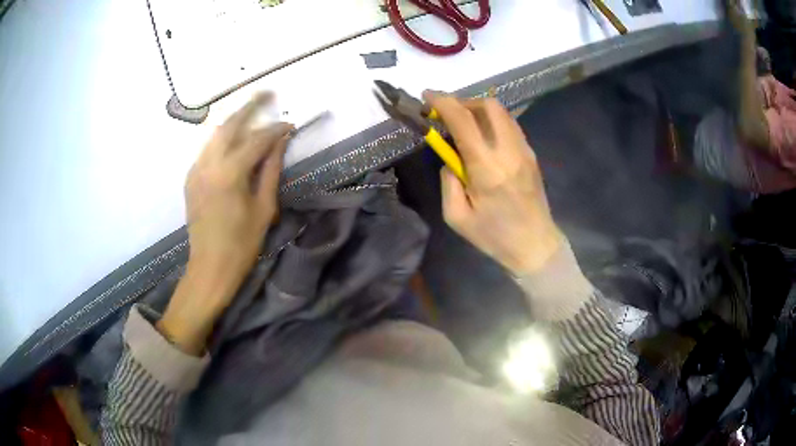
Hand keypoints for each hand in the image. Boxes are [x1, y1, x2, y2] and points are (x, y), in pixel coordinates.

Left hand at [158, 93, 292, 354]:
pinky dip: (223, 139)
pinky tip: (234, 142)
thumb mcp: (264, 208)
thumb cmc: (242, 244)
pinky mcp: (190, 177)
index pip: (256, 140)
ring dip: (234, 121)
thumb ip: (271, 170)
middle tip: (267, 92)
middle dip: (249, 106)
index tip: (290, 125)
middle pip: (229, 124)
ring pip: (215, 134)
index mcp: (229, 174)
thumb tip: (280, 143)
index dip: (276, 130)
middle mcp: (208, 164)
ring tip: (252, 112)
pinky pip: (207, 149)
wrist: (209, 267)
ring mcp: (195, 169)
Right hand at [425, 92, 562, 274]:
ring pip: (502, 112)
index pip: (463, 120)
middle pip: (488, 105)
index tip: (428, 96)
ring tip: (464, 124)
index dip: (442, 102)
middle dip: (463, 101)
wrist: (535, 245)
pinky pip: (510, 125)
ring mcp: (524, 151)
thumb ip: (448, 181)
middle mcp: (508, 152)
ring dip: (479, 110)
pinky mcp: (531, 155)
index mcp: (486, 169)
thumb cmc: (493, 236)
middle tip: (448, 113)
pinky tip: (484, 138)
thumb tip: (451, 159)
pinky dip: (493, 122)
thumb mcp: (456, 216)